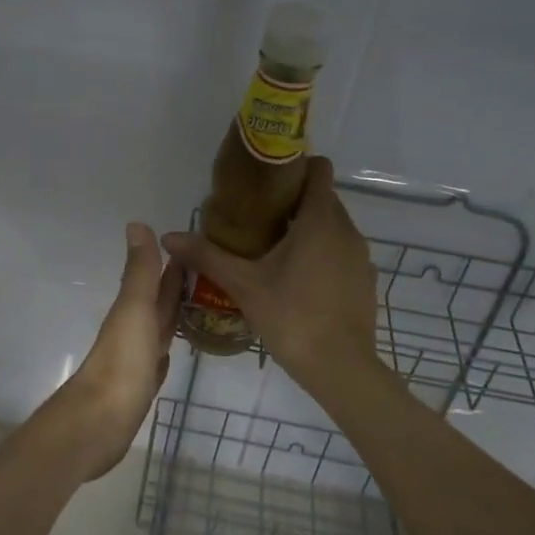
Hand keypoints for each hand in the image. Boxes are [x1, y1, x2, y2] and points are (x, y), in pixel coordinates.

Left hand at [58, 223, 185, 479]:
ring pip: (159, 330)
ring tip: (200, 304)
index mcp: (133, 310)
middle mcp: (134, 331)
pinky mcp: (140, 387)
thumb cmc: (121, 363)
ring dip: (173, 316)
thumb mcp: (134, 310)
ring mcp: (137, 360)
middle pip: (158, 303)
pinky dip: (166, 350)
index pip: (156, 280)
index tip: (197, 246)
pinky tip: (173, 350)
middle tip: (208, 271)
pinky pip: (158, 360)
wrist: (99, 423)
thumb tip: (137, 222)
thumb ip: (140, 271)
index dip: (173, 263)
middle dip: (176, 287)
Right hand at [161, 158, 380, 397]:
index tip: (267, 180)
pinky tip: (298, 280)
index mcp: (320, 221)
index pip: (319, 170)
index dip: (296, 167)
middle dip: (294, 201)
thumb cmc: (292, 317)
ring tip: (274, 250)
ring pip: (334, 227)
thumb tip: (168, 237)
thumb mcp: (243, 285)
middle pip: (323, 198)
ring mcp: (361, 257)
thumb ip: (207, 256)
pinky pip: (342, 252)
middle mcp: (347, 230)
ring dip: (308, 230)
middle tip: (258, 218)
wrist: (341, 367)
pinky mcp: (366, 280)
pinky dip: (323, 254)